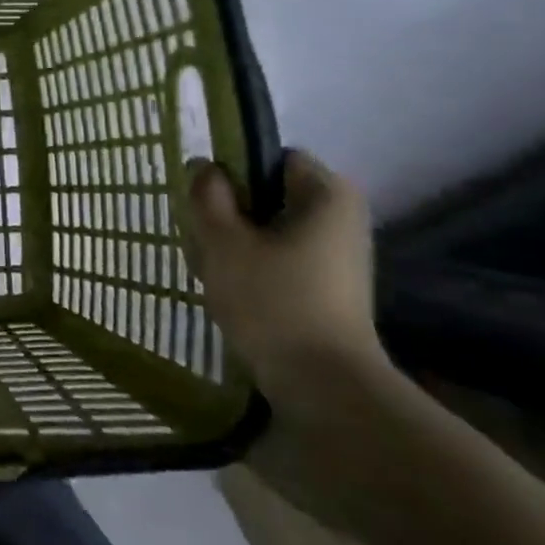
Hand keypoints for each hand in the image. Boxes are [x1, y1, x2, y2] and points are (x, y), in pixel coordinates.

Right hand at [179, 151, 390, 429]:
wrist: (323, 387)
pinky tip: (230, 292)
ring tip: (213, 269)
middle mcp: (341, 219)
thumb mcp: (222, 241)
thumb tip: (204, 167)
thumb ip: (207, 196)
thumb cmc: (273, 301)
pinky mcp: (328, 290)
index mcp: (327, 195)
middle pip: (269, 195)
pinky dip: (252, 268)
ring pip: (269, 230)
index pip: (273, 157)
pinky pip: (280, 260)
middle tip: (203, 238)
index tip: (206, 201)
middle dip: (230, 212)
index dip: (234, 171)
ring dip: (236, 243)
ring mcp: (338, 257)